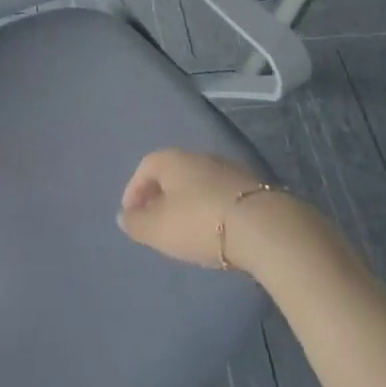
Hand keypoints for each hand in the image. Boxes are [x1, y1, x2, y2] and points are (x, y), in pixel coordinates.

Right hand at [119, 148, 297, 270]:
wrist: (261, 226)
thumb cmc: (200, 222)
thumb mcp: (159, 229)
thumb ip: (137, 222)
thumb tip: (123, 215)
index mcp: (173, 159)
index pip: (145, 166)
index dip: (134, 190)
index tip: (131, 215)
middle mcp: (198, 156)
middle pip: (172, 172)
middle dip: (160, 195)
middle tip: (155, 222)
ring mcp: (227, 169)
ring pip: (197, 182)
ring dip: (186, 202)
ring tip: (183, 230)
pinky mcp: (250, 187)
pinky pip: (218, 194)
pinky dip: (208, 208)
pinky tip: (212, 230)